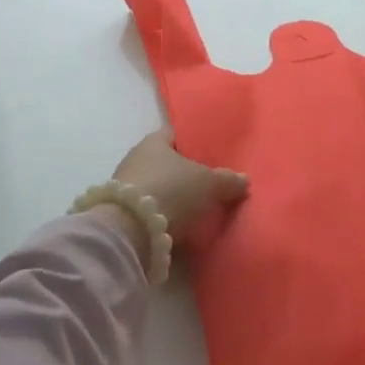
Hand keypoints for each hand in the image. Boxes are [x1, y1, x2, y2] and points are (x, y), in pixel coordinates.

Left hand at [112, 131, 248, 247]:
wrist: (129, 230)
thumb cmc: (171, 190)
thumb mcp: (208, 183)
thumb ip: (227, 180)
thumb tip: (244, 180)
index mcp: (154, 141)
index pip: (174, 135)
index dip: (190, 143)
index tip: (207, 154)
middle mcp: (135, 158)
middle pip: (163, 162)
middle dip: (181, 173)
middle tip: (205, 185)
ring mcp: (124, 187)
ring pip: (154, 186)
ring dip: (169, 196)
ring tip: (193, 210)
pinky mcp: (120, 213)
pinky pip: (147, 209)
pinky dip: (160, 215)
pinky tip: (175, 226)